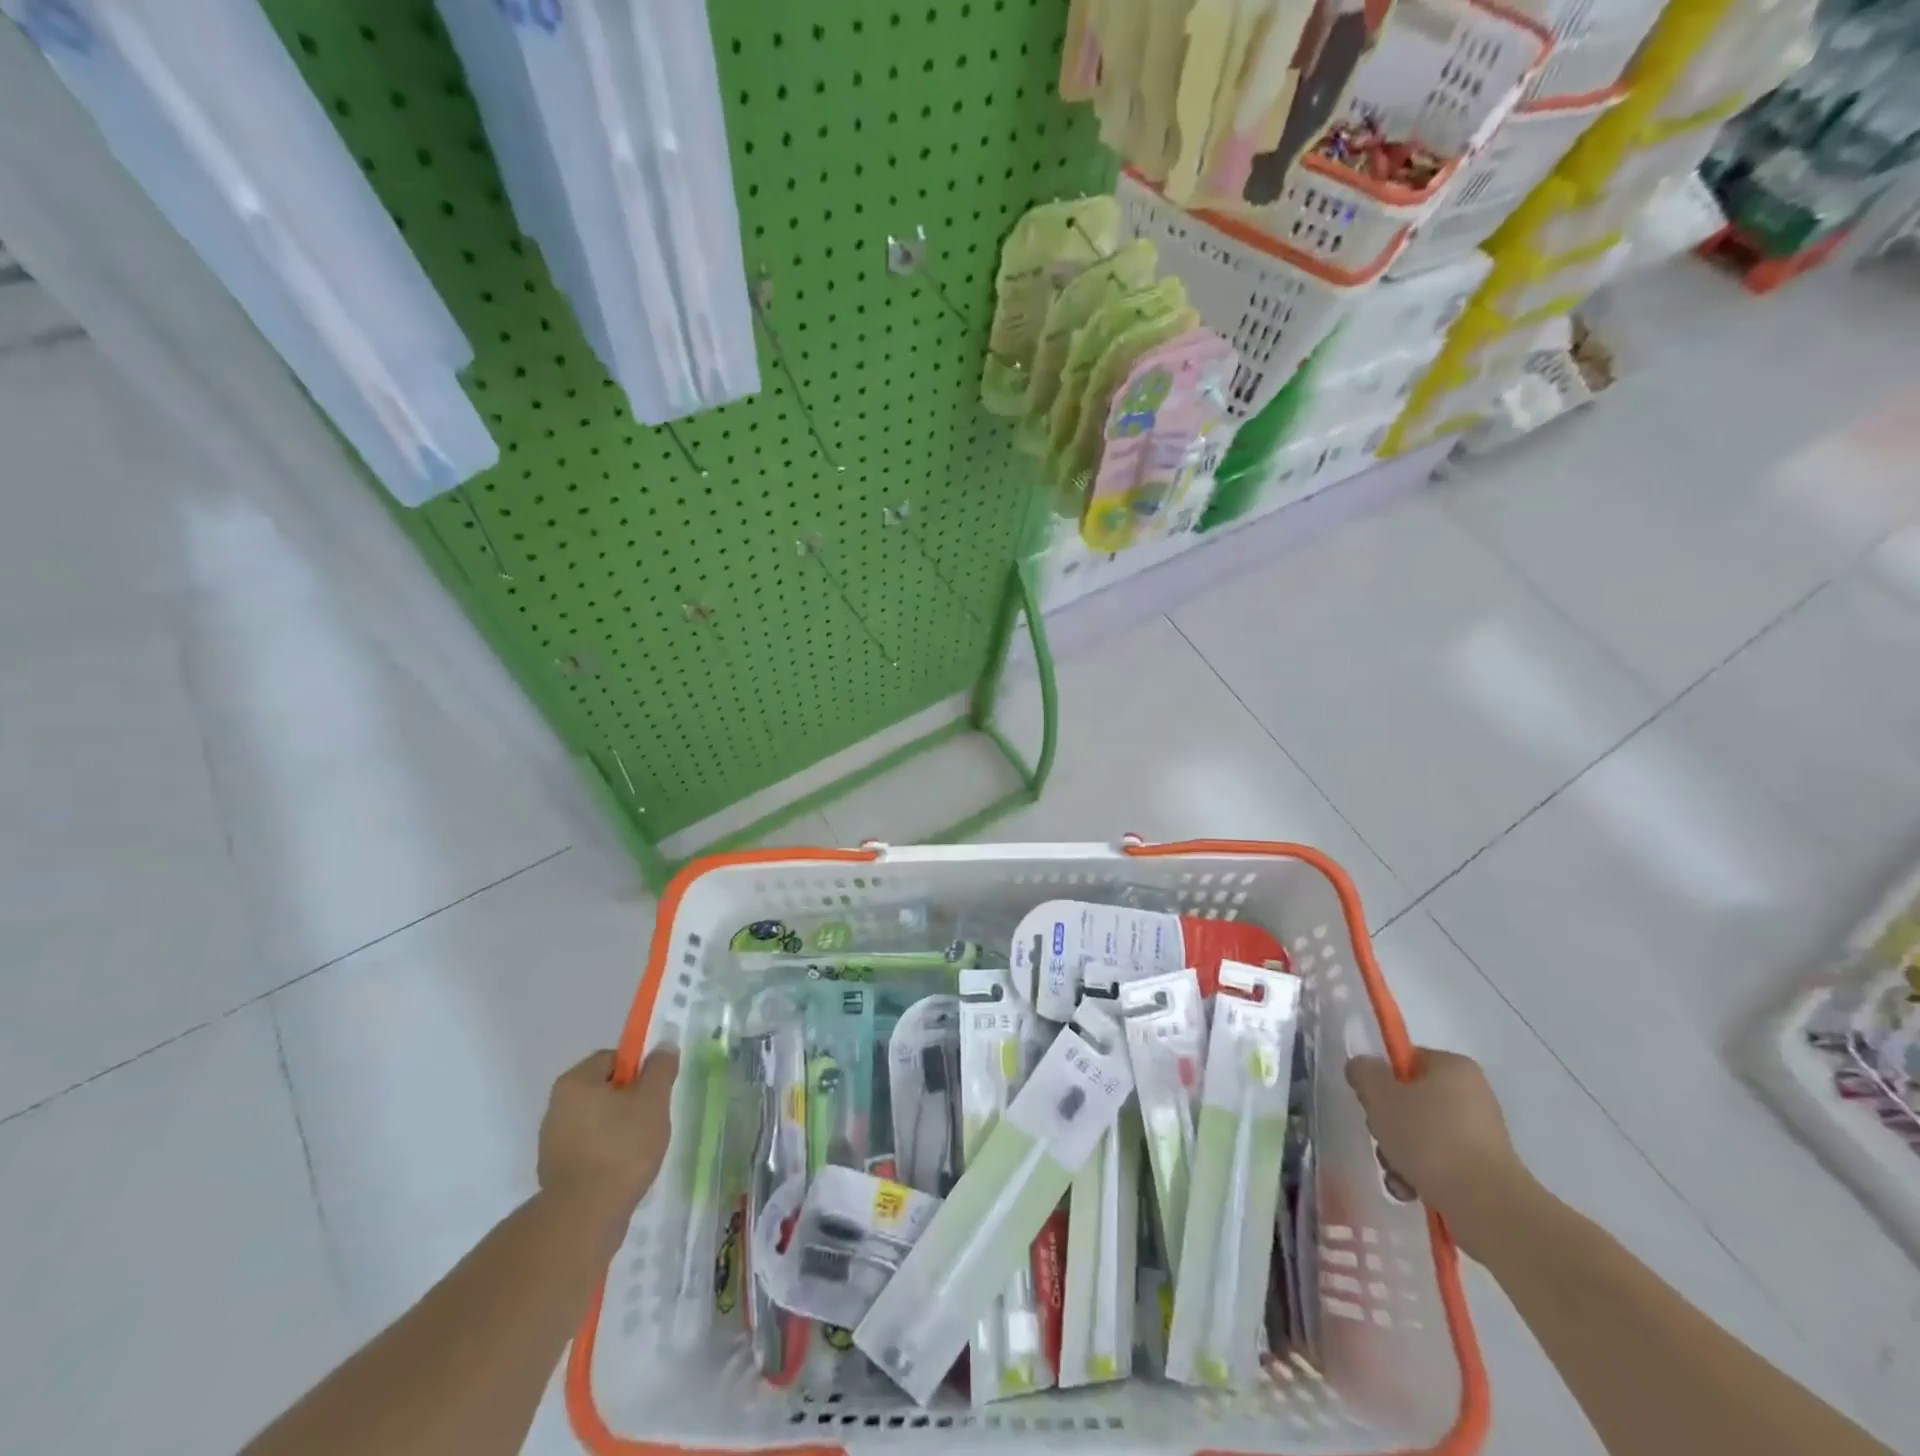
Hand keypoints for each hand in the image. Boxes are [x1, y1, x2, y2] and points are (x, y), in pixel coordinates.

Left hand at [537, 1048, 677, 1219]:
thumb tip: (663, 1045)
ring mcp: (551, 1142)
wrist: (584, 1216)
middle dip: (629, 1100)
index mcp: (575, 1083)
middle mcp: (556, 1107)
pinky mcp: (555, 1172)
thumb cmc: (622, 1147)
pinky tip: (622, 1169)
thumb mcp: (653, 1100)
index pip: (611, 1059)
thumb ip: (660, 1068)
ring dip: (618, 1128)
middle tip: (652, 1117)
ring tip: (640, 1148)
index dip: (638, 1069)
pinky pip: (588, 1149)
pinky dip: (605, 1153)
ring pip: (596, 1120)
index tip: (655, 1090)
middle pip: (603, 1090)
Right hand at [1345, 1048, 1535, 1258]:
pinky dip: (1419, 1173)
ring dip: (1398, 1152)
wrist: (1486, 1206)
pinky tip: (1410, 1189)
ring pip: (1420, 1133)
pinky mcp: (1483, 1169)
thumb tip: (1363, 1069)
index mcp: (1453, 1066)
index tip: (1372, 1103)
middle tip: (1382, 1139)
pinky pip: (1439, 1161)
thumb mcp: (1379, 1095)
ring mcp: (1480, 1134)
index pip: (1404, 1061)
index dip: (1380, 1080)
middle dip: (1388, 1123)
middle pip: (1409, 1099)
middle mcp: (1472, 1094)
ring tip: (1396, 1174)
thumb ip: (1363, 1072)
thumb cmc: (1430, 1138)